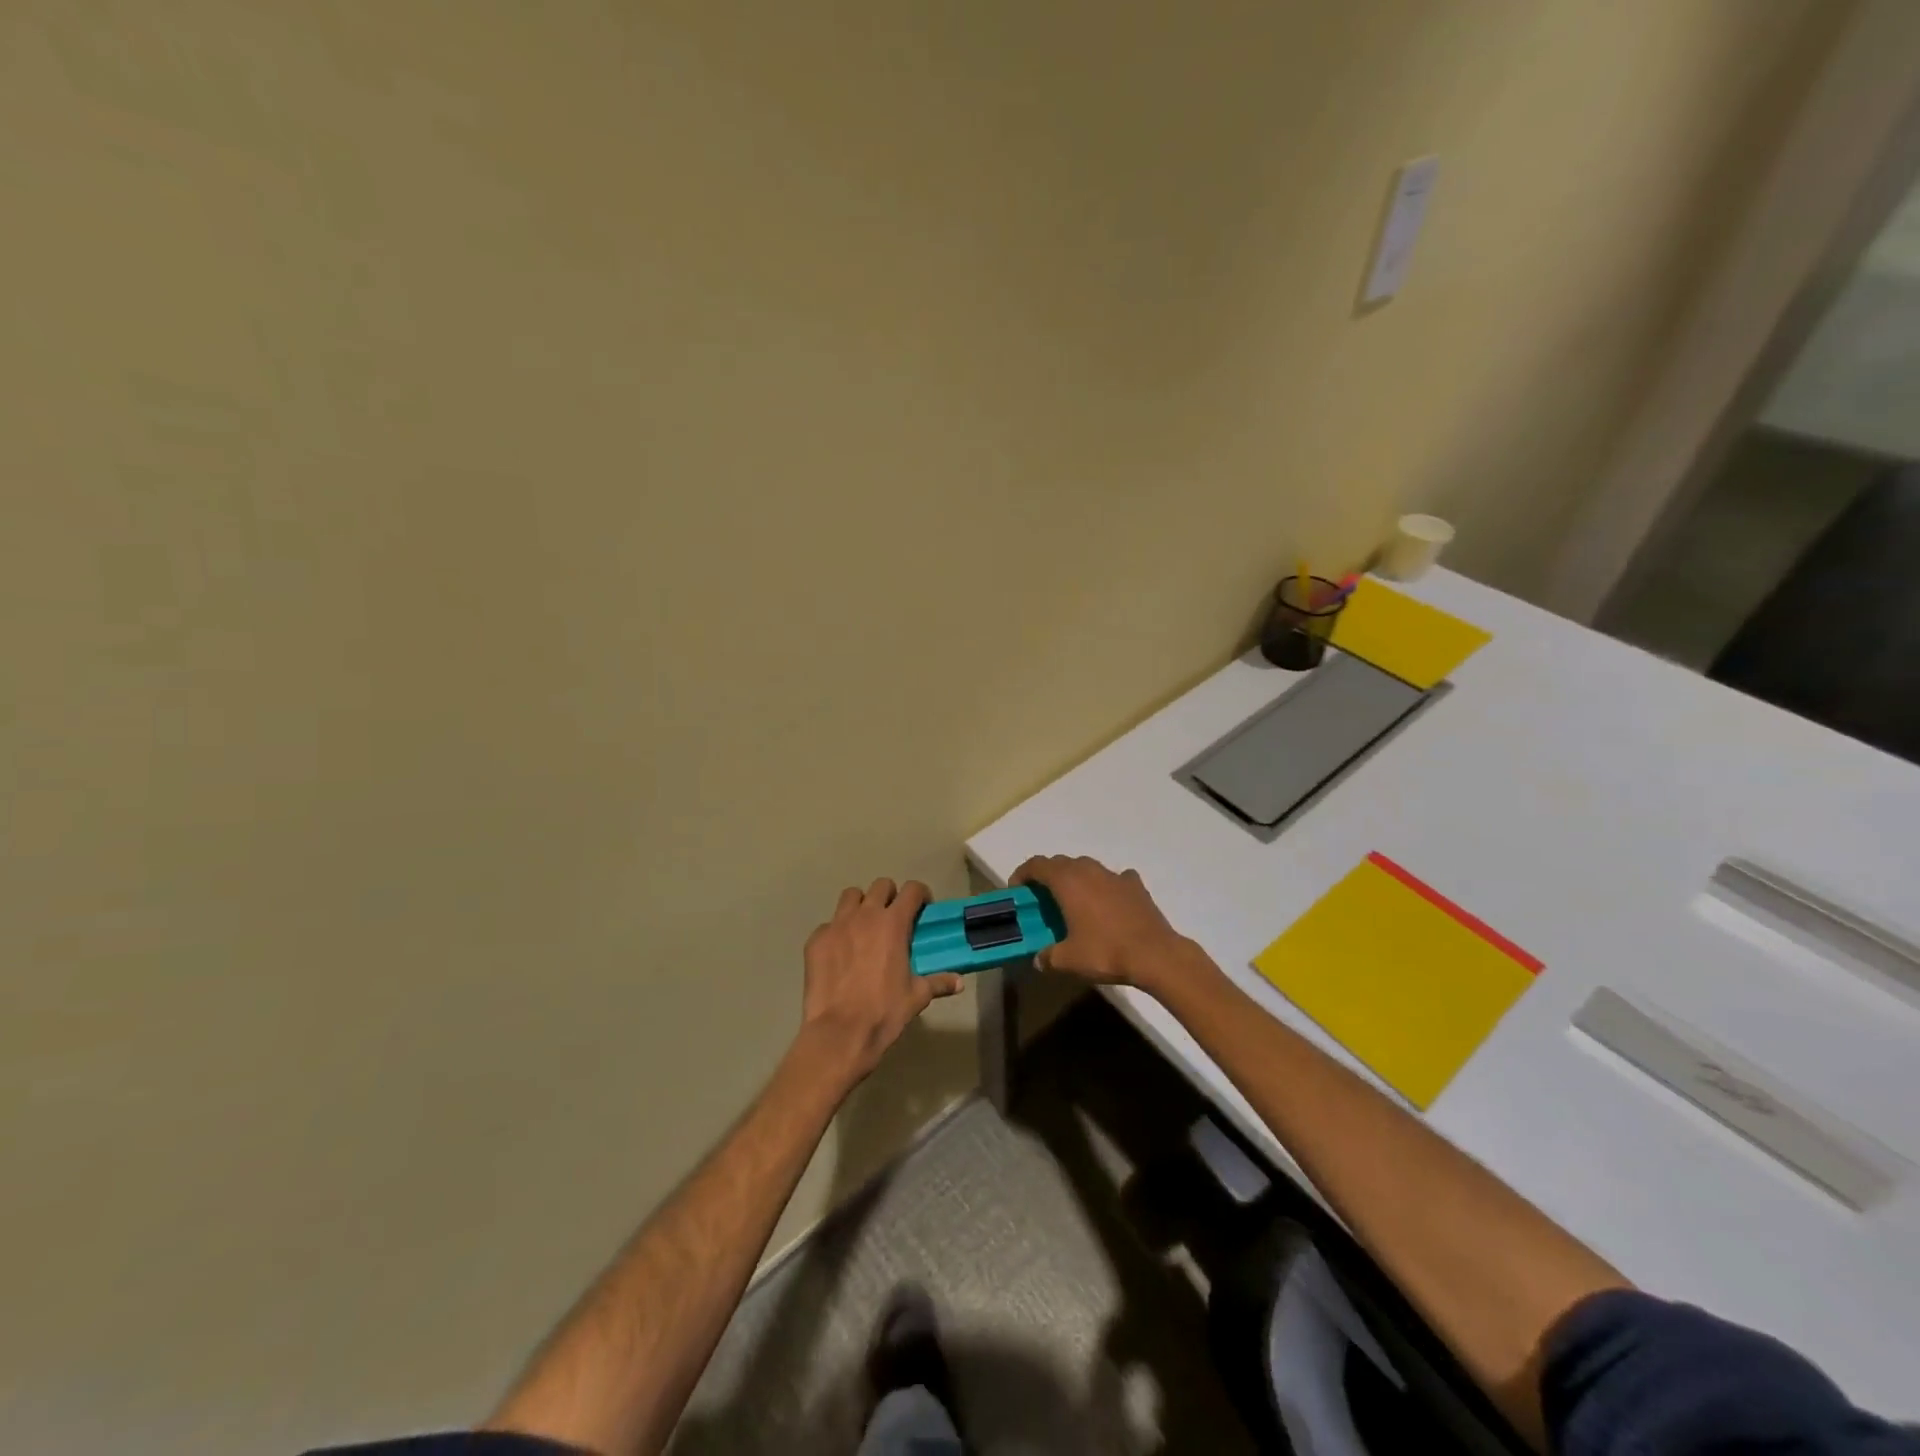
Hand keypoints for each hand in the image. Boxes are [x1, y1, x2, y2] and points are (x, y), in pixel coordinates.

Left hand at [800, 878, 962, 1082]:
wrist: (840, 1032)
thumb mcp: (917, 996)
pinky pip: (828, 925)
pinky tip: (840, 952)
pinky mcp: (816, 940)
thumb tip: (959, 983)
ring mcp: (836, 925)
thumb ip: (938, 982)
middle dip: (890, 896)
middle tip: (893, 918)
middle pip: (880, 885)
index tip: (922, 908)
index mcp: (893, 923)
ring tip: (864, 926)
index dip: (920, 895)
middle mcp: (865, 915)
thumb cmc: (884, 1011)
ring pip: (850, 896)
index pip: (912, 890)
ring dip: (860, 905)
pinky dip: (836, 932)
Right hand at [1011, 855, 1192, 994]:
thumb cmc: (1105, 951)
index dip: (1023, 873)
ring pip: (1087, 868)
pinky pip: (1114, 878)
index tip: (1017, 890)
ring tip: (1074, 901)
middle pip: (1061, 863)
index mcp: (1067, 881)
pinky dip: (1105, 886)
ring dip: (1076, 878)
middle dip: (1048, 876)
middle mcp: (1089, 870)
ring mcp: (1115, 875)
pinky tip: (1108, 903)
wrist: (1155, 955)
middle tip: (1043, 899)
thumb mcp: (1068, 960)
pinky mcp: (1135, 886)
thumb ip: (1048, 957)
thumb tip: (1039, 959)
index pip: (1037, 864)